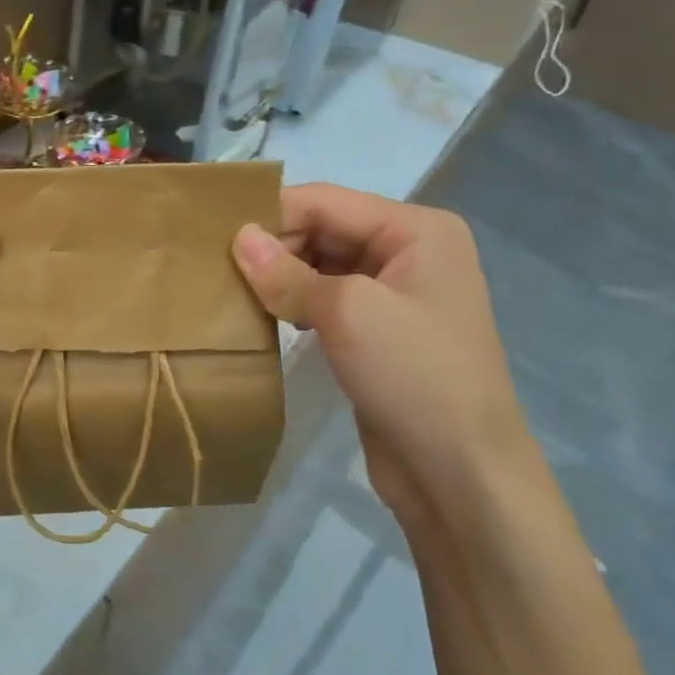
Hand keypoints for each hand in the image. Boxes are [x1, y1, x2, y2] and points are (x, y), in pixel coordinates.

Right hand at [232, 184, 540, 528]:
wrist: (460, 473)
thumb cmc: (413, 376)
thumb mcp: (347, 312)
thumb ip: (287, 272)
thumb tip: (238, 237)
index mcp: (416, 230)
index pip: (325, 201)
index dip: (269, 215)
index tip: (214, 237)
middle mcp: (408, 252)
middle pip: (322, 229)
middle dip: (273, 248)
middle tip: (218, 271)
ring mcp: (394, 293)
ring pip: (319, 265)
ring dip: (278, 277)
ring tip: (232, 293)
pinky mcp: (377, 332)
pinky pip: (324, 299)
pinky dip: (293, 303)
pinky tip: (265, 319)